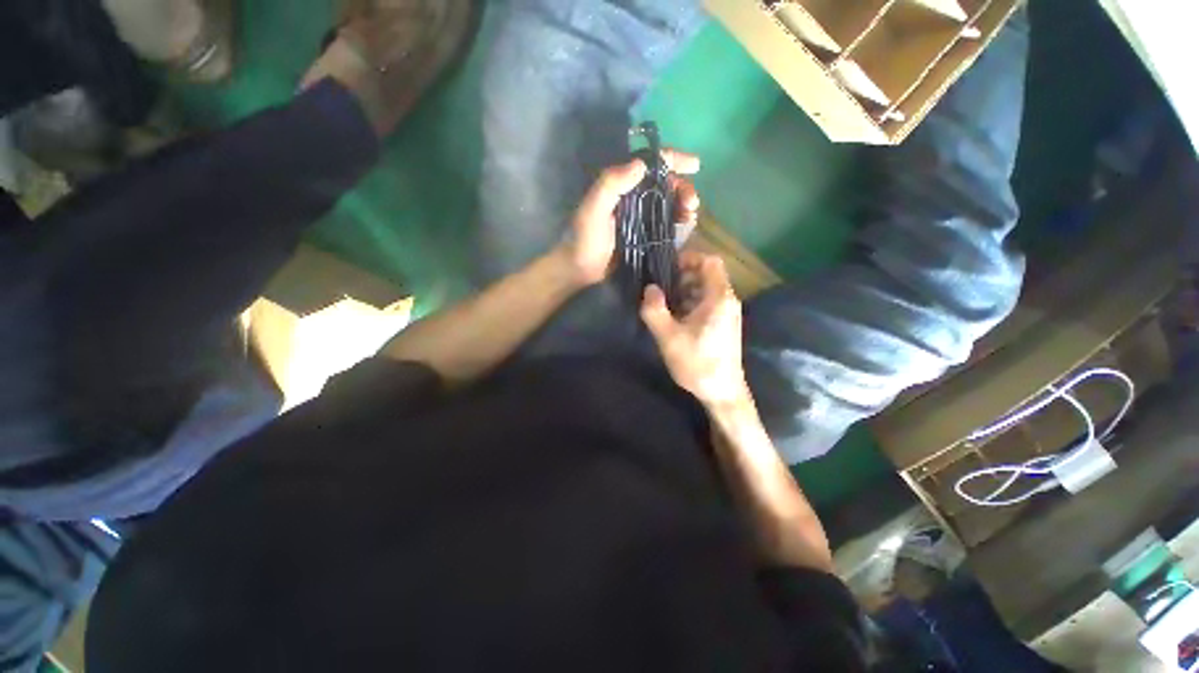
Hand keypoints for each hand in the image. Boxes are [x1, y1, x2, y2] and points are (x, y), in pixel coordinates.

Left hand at [562, 149, 701, 285]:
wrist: (579, 269)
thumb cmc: (584, 239)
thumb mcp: (593, 209)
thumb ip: (611, 184)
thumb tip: (641, 164)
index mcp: (621, 184)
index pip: (651, 163)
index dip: (674, 159)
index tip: (696, 165)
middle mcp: (633, 196)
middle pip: (665, 183)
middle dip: (683, 188)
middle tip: (692, 204)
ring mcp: (640, 216)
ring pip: (669, 202)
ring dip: (683, 204)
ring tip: (690, 216)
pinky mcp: (644, 234)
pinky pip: (665, 222)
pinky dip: (678, 220)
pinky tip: (686, 225)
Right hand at [640, 251, 748, 407]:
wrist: (722, 392)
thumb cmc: (697, 363)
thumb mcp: (668, 337)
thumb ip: (655, 310)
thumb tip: (649, 288)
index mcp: (719, 298)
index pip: (710, 261)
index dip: (689, 258)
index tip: (667, 267)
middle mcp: (727, 301)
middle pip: (707, 275)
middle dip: (683, 277)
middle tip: (662, 289)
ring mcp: (728, 314)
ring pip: (706, 290)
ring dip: (685, 292)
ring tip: (665, 305)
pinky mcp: (724, 325)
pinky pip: (708, 304)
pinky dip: (691, 304)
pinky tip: (676, 319)